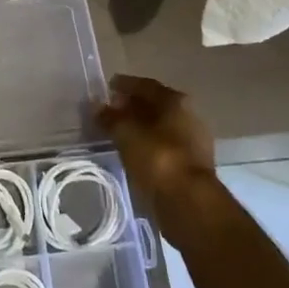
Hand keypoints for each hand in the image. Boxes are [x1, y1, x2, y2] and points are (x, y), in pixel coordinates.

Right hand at [96, 75, 214, 208]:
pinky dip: (147, 146)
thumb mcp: (126, 134)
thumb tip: (96, 106)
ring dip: (139, 128)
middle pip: (155, 105)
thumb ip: (110, 118)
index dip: (124, 84)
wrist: (189, 203)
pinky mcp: (191, 166)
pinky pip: (163, 147)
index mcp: (176, 101)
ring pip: (159, 128)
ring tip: (117, 133)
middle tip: (110, 110)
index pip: (146, 85)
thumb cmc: (158, 158)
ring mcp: (193, 142)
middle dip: (132, 106)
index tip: (107, 87)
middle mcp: (188, 116)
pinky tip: (132, 152)